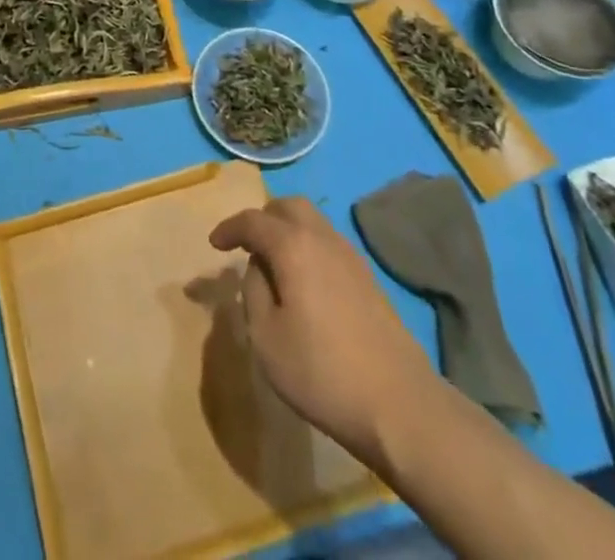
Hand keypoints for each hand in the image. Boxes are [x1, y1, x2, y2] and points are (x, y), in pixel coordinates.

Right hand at [210, 196, 433, 464]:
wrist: (401, 407)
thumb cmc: (322, 372)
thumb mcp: (266, 338)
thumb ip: (254, 292)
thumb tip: (259, 268)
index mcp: (293, 246)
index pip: (253, 221)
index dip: (229, 228)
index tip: (214, 244)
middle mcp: (322, 239)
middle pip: (289, 207)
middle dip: (263, 218)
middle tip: (247, 245)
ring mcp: (351, 257)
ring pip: (313, 223)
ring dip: (288, 231)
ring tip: (273, 264)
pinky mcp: (369, 280)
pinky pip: (329, 245)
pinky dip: (308, 248)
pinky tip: (304, 282)